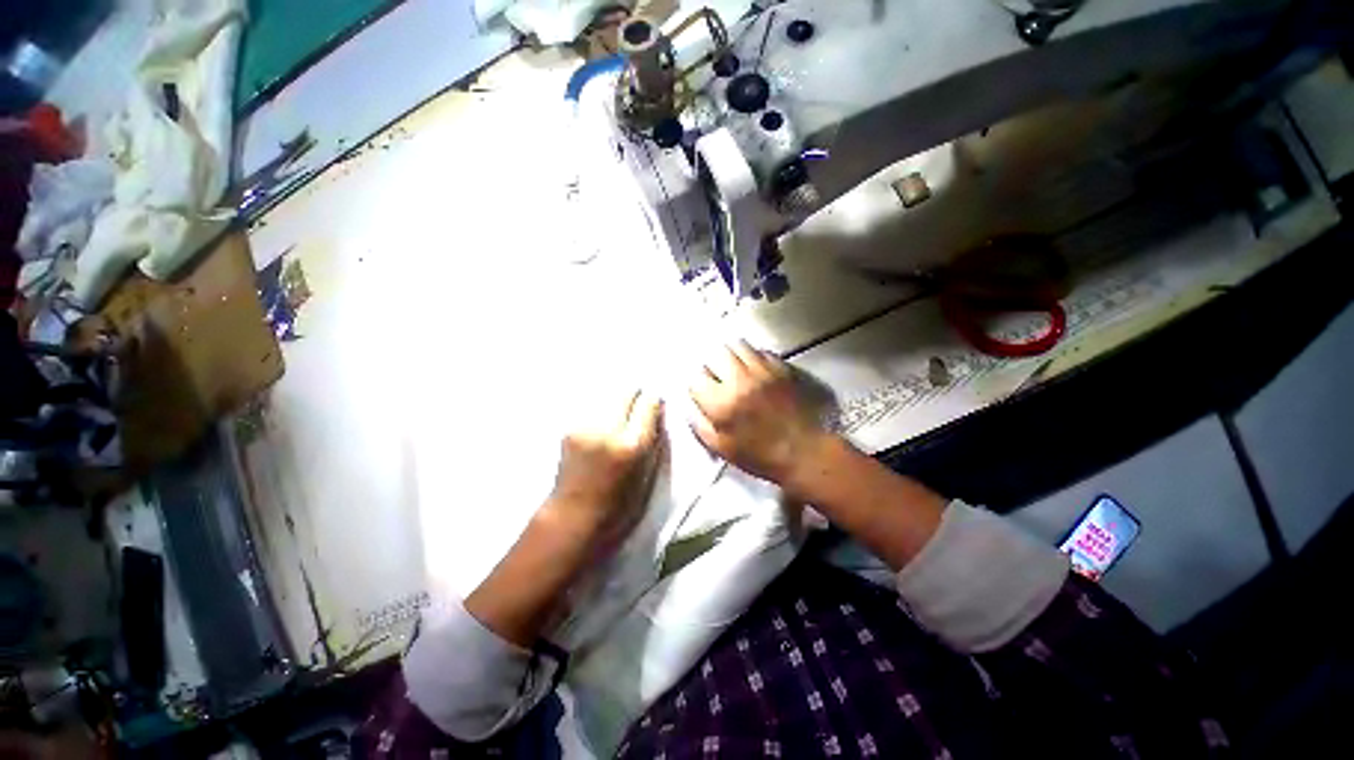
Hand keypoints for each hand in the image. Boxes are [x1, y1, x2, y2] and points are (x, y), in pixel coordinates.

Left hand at [547, 389, 663, 539]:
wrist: (572, 518)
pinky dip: (601, 409)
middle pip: (626, 390)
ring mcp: (585, 427)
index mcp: (632, 445)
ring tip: (618, 416)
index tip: (654, 406)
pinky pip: (592, 407)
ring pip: (607, 394)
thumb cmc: (619, 507)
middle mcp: (607, 429)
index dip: (653, 402)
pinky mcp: (569, 428)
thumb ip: (655, 441)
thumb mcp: (648, 476)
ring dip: (616, 400)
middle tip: (637, 408)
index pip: (648, 402)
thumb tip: (659, 412)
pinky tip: (601, 425)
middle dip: (635, 395)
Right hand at [689, 341, 829, 486]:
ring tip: (734, 368)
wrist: (804, 451)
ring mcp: (762, 371)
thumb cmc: (760, 455)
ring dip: (731, 355)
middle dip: (712, 364)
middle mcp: (739, 380)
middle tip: (717, 376)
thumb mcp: (721, 448)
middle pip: (715, 354)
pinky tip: (755, 370)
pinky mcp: (780, 368)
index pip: (696, 378)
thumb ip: (699, 424)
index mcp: (721, 403)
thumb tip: (689, 403)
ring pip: (738, 345)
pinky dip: (753, 357)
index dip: (697, 384)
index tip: (702, 391)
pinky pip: (760, 351)